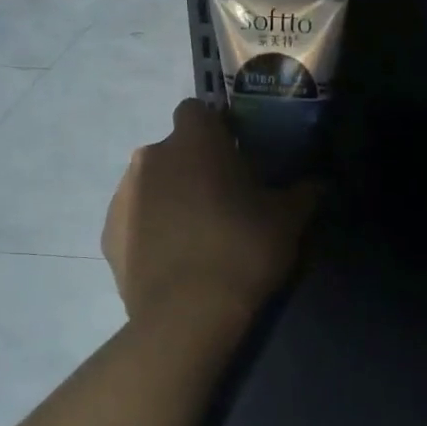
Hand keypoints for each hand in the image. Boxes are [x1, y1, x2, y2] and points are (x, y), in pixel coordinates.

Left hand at [103, 99, 318, 326]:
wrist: (186, 314)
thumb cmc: (242, 249)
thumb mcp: (288, 220)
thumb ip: (304, 193)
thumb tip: (318, 184)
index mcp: (193, 141)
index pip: (198, 111)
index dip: (216, 130)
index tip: (236, 157)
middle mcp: (150, 156)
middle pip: (174, 150)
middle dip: (194, 167)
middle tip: (223, 200)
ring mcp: (122, 195)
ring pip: (151, 184)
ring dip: (170, 197)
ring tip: (197, 235)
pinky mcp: (108, 234)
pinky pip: (135, 220)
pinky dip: (150, 230)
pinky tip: (173, 259)